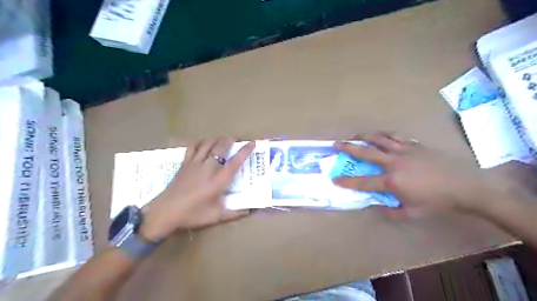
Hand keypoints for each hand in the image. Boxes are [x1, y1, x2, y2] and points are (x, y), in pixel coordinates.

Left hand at [138, 138, 255, 240]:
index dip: (245, 151)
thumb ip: (234, 213)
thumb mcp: (216, 217)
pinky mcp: (185, 163)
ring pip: (207, 144)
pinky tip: (203, 143)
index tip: (252, 143)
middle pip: (221, 148)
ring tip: (222, 139)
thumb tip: (249, 211)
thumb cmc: (192, 215)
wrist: (165, 212)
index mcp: (218, 181)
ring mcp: (195, 164)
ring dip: (216, 139)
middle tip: (235, 139)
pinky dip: (199, 142)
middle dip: (230, 141)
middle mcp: (208, 168)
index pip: (235, 162)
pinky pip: (192, 147)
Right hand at [335, 133, 500, 214]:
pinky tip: (380, 135)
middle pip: (366, 152)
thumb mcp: (412, 212)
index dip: (347, 181)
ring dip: (364, 136)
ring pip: (379, 139)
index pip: (363, 182)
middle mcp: (393, 162)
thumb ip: (392, 211)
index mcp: (392, 181)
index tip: (334, 179)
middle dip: (348, 148)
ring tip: (355, 135)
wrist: (465, 187)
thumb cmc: (437, 202)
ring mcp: (404, 151)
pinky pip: (396, 136)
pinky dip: (384, 135)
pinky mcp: (415, 145)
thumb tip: (379, 206)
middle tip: (336, 143)